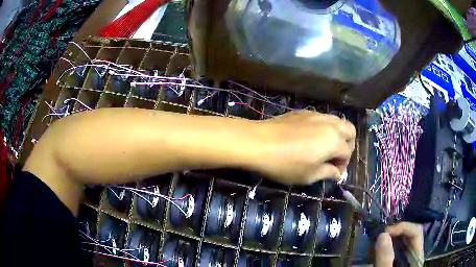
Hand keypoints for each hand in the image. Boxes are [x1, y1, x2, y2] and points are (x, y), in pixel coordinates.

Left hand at [252, 110, 355, 184]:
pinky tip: (312, 138)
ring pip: (338, 121)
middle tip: (335, 157)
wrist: (258, 142)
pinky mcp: (304, 112)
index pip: (348, 152)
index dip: (343, 165)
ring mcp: (316, 115)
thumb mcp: (308, 175)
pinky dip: (325, 128)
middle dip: (348, 145)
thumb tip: (337, 173)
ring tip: (325, 148)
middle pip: (350, 131)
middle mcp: (330, 124)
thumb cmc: (285, 164)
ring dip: (338, 135)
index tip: (333, 173)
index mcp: (334, 141)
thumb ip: (327, 173)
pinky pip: (323, 118)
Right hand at [375, 222, 424, 266]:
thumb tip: (382, 235)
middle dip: (393, 233)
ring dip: (388, 240)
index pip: (416, 232)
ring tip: (374, 245)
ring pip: (401, 242)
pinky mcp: (398, 264)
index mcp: (417, 256)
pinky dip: (385, 248)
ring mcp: (406, 260)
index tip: (385, 233)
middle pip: (409, 235)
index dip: (402, 227)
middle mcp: (414, 255)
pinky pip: (394, 251)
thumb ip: (385, 260)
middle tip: (377, 238)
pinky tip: (375, 253)